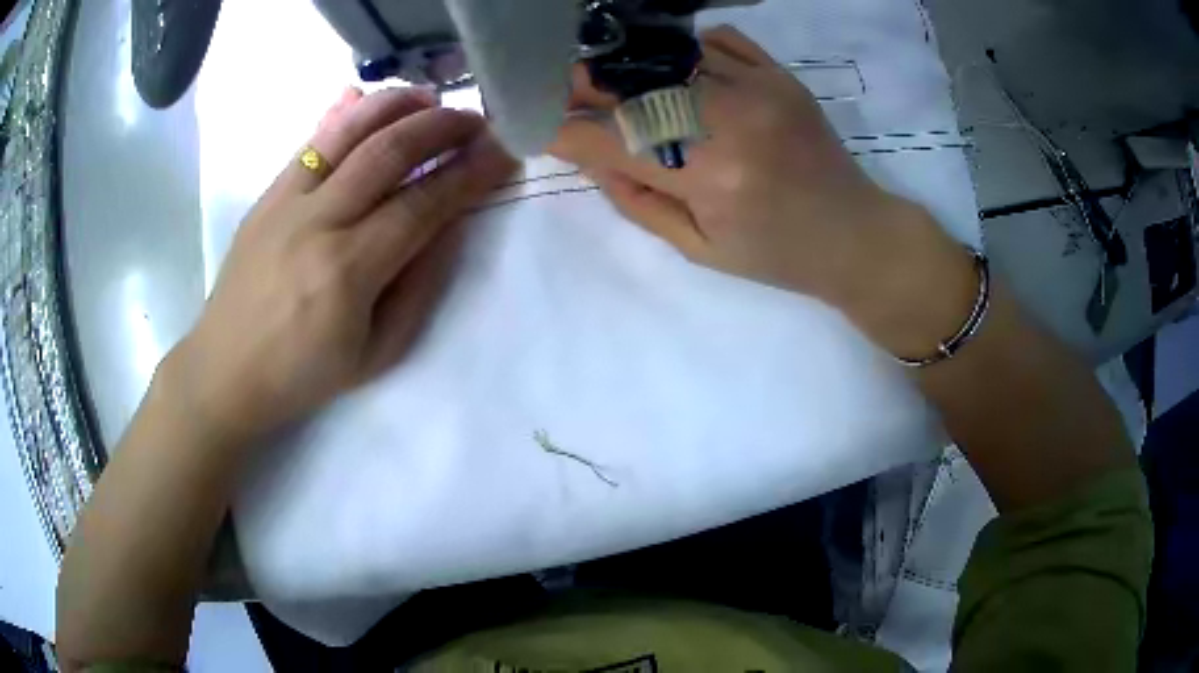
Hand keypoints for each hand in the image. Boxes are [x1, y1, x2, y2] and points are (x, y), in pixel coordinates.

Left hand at [167, 88, 516, 440]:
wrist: (225, 370)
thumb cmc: (303, 374)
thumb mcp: (377, 353)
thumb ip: (420, 287)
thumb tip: (451, 224)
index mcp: (348, 272)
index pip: (423, 204)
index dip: (470, 174)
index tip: (503, 154)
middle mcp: (317, 223)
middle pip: (389, 152)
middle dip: (443, 127)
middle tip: (477, 121)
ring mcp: (286, 202)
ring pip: (348, 131)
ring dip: (397, 105)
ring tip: (431, 100)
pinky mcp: (267, 195)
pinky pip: (313, 141)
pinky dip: (349, 114)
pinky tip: (372, 103)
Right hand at [552, 27, 974, 354]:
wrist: (857, 235)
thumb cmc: (778, 255)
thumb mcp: (700, 248)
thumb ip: (637, 200)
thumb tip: (589, 156)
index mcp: (709, 177)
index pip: (610, 140)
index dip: (562, 130)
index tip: (537, 125)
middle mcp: (730, 120)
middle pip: (633, 87)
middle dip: (584, 87)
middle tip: (562, 90)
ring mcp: (760, 88)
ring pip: (669, 57)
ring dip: (630, 67)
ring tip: (612, 79)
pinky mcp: (781, 75)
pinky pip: (718, 40)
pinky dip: (686, 50)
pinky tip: (678, 70)